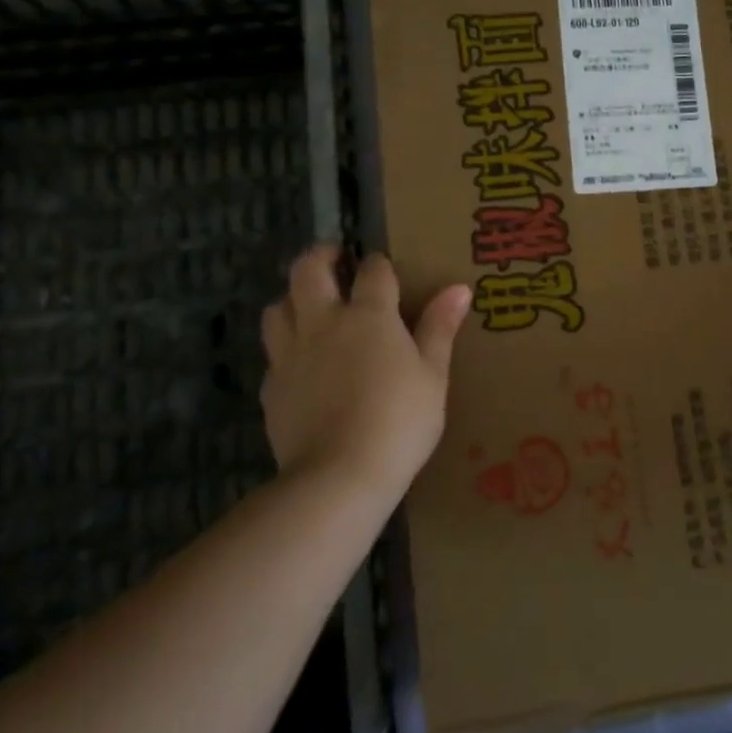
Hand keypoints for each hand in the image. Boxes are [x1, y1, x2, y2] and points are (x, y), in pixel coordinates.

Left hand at [260, 246, 471, 494]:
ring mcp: (291, 354)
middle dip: (320, 256)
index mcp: (368, 316)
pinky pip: (273, 353)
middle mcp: (323, 323)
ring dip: (292, 297)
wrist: (339, 476)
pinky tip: (301, 362)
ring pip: (278, 307)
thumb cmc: (399, 421)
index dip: (379, 264)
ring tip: (309, 304)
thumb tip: (459, 288)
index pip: (373, 271)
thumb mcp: (432, 375)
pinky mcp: (272, 387)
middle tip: (334, 257)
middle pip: (307, 271)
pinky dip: (285, 346)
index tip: (384, 267)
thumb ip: (440, 328)